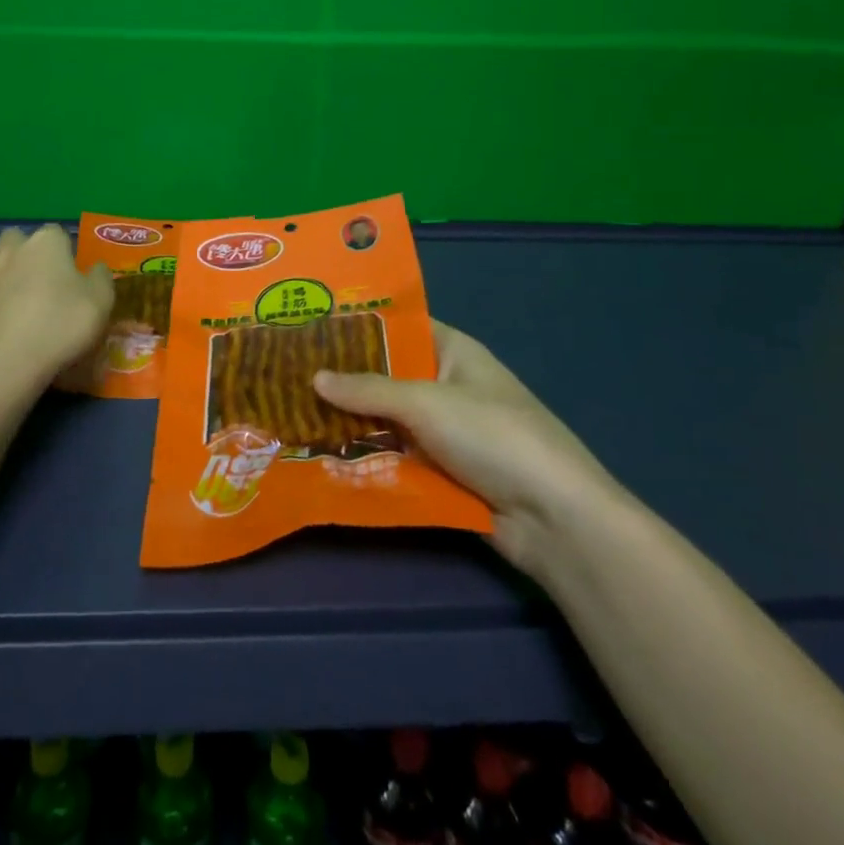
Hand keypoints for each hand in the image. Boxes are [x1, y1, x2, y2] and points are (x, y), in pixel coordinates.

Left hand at [0, 226, 113, 393]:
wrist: (12, 361)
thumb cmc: (63, 323)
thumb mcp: (101, 300)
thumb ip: (101, 278)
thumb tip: (97, 268)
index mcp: (47, 243)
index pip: (56, 231)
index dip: (64, 248)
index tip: (72, 270)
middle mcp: (14, 250)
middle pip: (17, 236)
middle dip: (26, 249)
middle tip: (42, 275)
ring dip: (1, 264)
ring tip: (16, 287)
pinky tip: (2, 310)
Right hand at [314, 320, 619, 575]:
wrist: (555, 518)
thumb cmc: (492, 436)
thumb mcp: (426, 402)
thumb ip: (368, 389)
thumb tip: (314, 377)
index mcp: (453, 351)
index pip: (399, 327)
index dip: (358, 326)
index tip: (310, 326)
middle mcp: (447, 385)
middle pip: (388, 376)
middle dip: (345, 379)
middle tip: (289, 374)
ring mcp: (446, 432)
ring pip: (388, 420)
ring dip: (352, 423)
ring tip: (294, 415)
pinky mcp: (443, 472)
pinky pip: (397, 457)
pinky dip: (369, 457)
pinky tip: (324, 456)